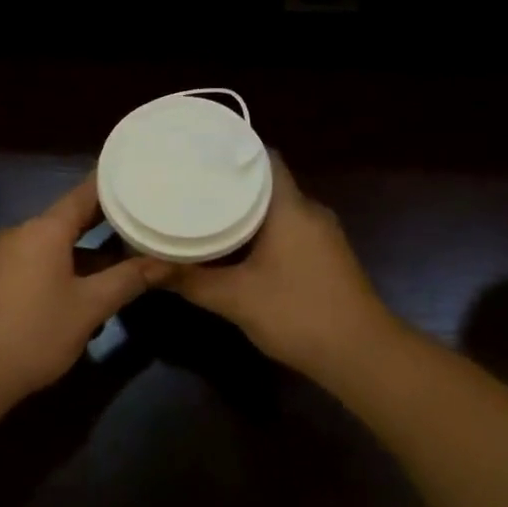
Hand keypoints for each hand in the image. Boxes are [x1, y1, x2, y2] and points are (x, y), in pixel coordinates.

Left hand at [0, 173, 168, 406]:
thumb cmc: (34, 333)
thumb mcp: (89, 307)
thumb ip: (128, 280)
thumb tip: (166, 262)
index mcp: (45, 229)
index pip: (85, 193)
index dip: (114, 184)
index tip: (141, 176)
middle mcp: (23, 233)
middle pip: (71, 217)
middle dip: (108, 220)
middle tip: (144, 217)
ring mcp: (7, 256)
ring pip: (57, 243)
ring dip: (89, 250)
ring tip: (127, 254)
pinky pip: (41, 261)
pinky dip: (68, 265)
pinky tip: (90, 286)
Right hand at [163, 157, 399, 377]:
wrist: (361, 354)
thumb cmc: (297, 313)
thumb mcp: (235, 298)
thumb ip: (189, 279)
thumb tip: (145, 267)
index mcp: (290, 207)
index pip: (264, 158)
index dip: (232, 152)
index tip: (198, 154)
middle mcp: (309, 211)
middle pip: (267, 183)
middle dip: (230, 183)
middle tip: (189, 183)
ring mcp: (322, 235)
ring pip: (277, 209)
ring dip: (245, 210)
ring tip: (203, 209)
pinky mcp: (325, 256)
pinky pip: (287, 229)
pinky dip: (260, 231)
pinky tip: (234, 246)